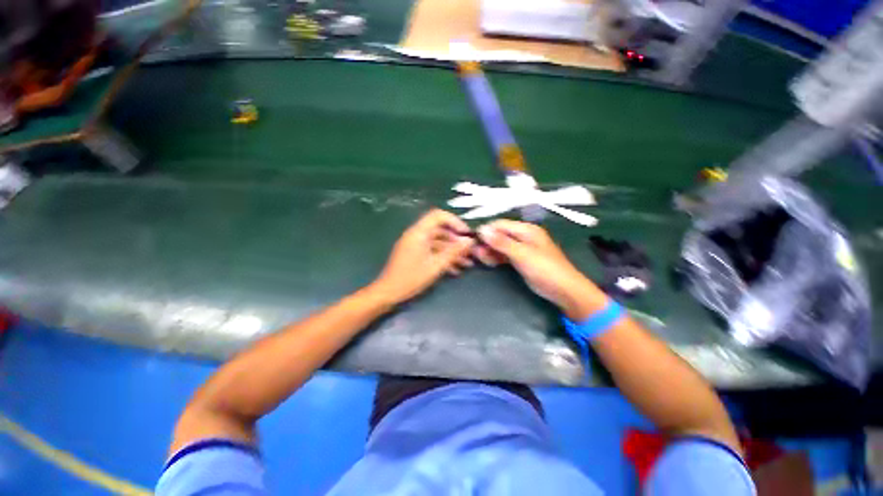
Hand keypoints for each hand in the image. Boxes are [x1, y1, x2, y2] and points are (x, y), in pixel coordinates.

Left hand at [370, 209, 475, 304]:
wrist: (388, 293)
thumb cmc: (411, 278)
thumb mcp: (436, 265)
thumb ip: (454, 251)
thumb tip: (469, 241)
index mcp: (419, 232)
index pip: (438, 216)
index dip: (454, 221)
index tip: (466, 234)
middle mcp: (416, 234)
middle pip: (440, 230)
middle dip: (456, 240)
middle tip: (470, 251)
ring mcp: (415, 244)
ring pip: (438, 242)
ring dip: (452, 251)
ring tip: (467, 264)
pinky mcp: (414, 254)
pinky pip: (432, 250)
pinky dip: (443, 257)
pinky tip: (455, 270)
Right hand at [475, 220, 606, 319]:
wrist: (564, 290)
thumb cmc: (545, 269)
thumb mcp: (521, 254)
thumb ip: (501, 242)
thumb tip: (482, 229)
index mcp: (526, 229)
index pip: (500, 224)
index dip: (486, 231)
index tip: (473, 242)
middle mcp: (523, 236)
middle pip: (499, 234)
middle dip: (487, 242)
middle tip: (475, 254)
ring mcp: (522, 248)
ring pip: (501, 245)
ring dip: (490, 251)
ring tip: (481, 259)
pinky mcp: (521, 259)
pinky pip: (505, 254)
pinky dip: (496, 257)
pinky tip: (489, 262)